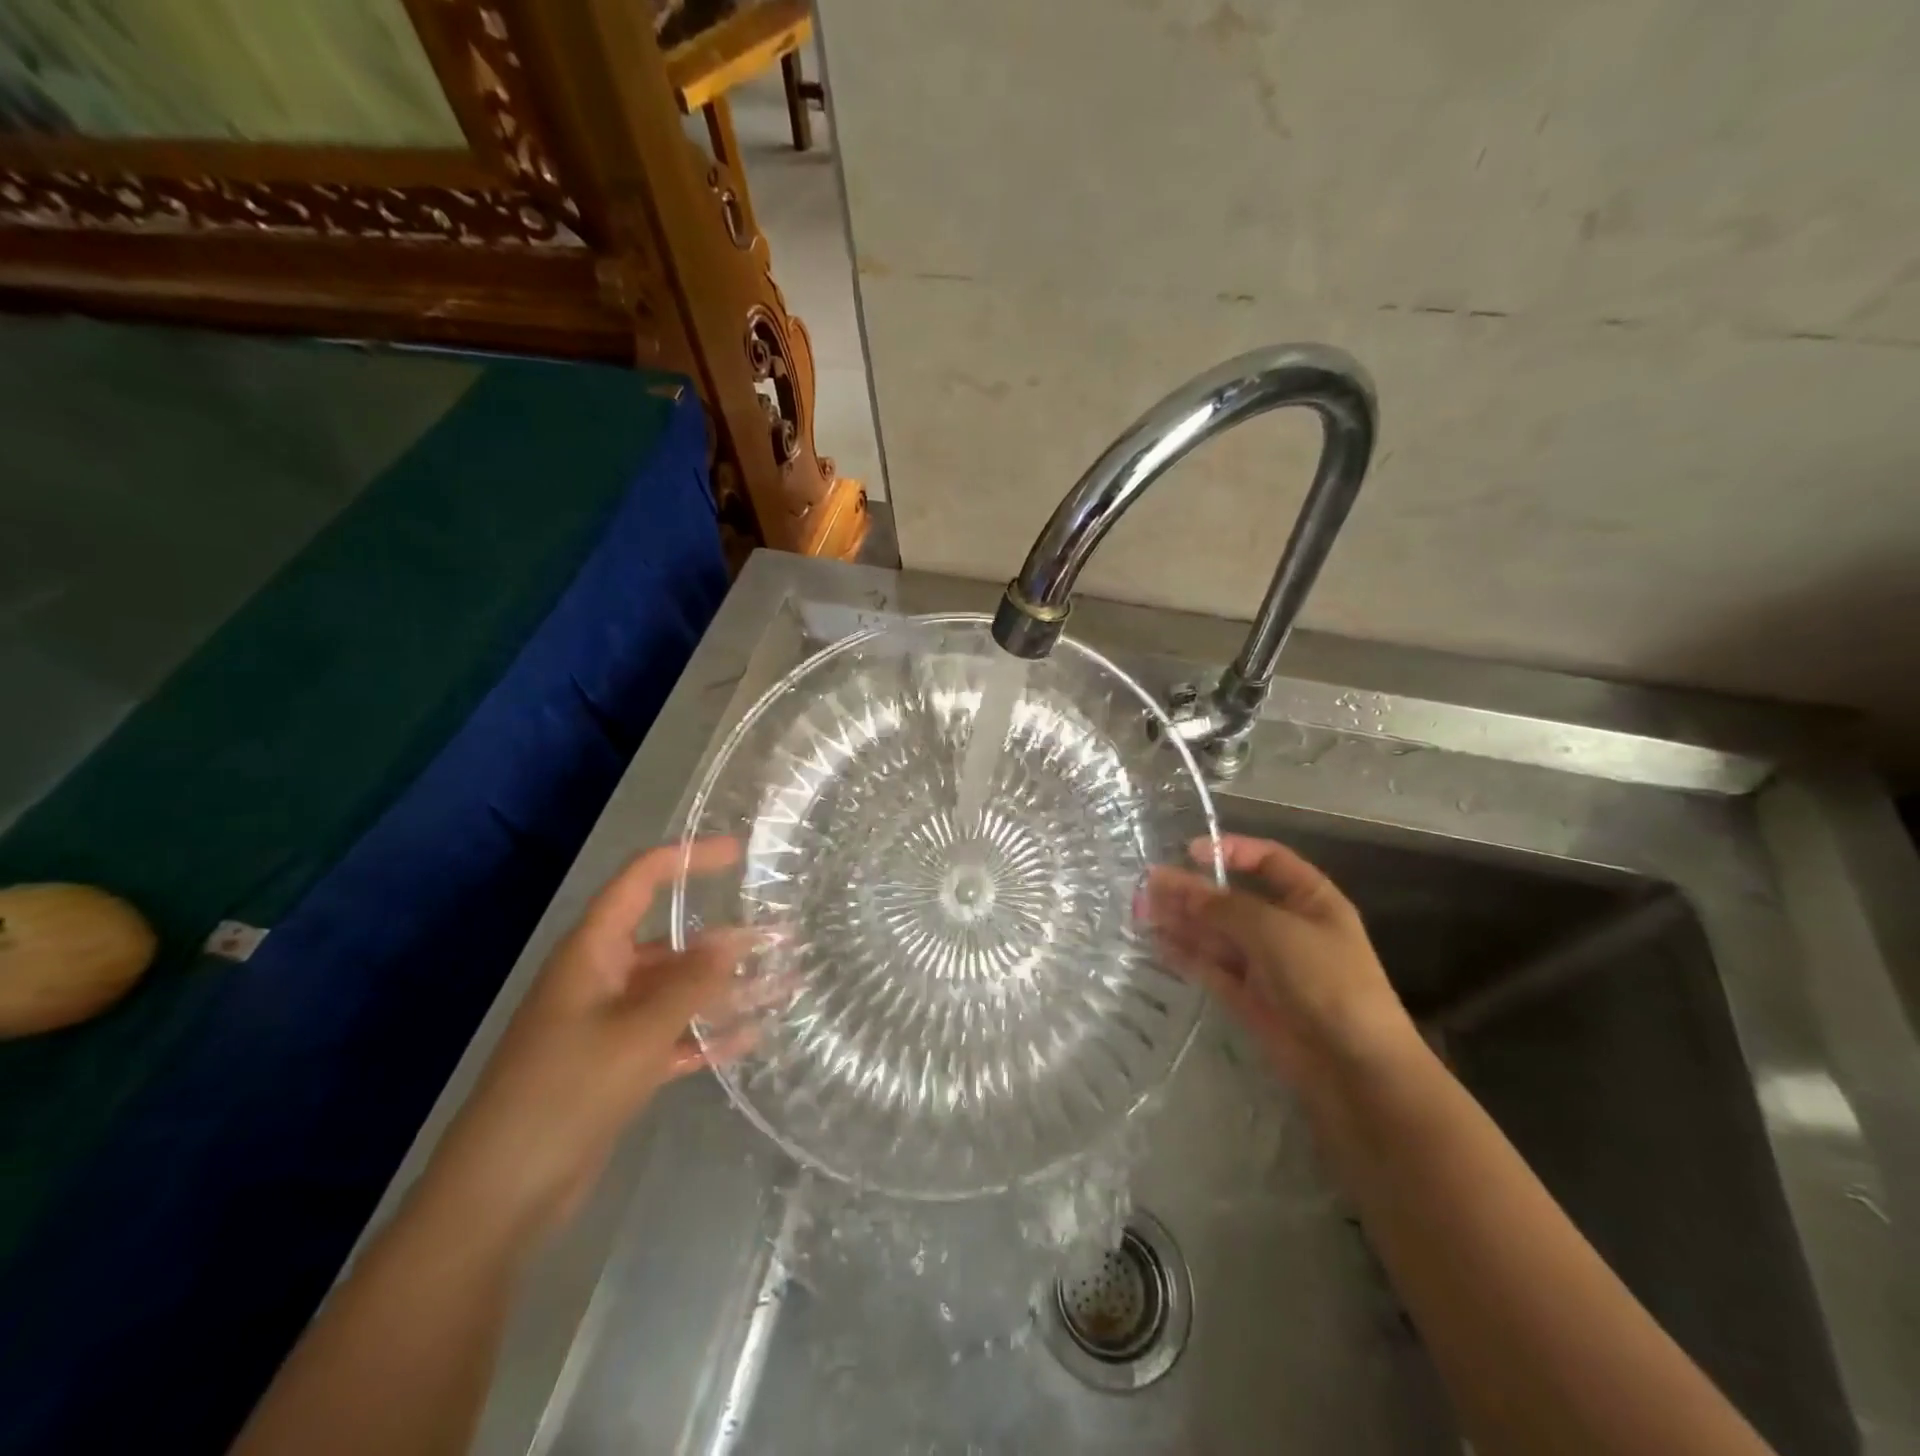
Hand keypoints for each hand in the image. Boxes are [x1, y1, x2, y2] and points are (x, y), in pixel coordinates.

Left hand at [419, 840, 762, 1244]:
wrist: (500, 1197)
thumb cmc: (565, 1093)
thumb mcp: (637, 1032)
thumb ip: (691, 984)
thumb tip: (737, 938)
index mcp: (593, 952)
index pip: (641, 881)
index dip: (687, 858)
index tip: (739, 853)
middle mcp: (602, 978)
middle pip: (671, 942)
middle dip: (725, 939)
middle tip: (783, 935)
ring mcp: (609, 1024)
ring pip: (677, 993)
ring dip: (725, 989)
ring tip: (784, 983)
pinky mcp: (616, 1067)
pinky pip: (672, 1036)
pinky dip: (707, 1035)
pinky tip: (752, 1037)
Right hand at [1145, 833, 1417, 1087]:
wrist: (1355, 1068)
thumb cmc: (1325, 981)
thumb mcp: (1274, 930)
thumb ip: (1222, 907)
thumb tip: (1177, 886)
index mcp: (1309, 900)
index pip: (1268, 861)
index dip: (1231, 851)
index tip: (1190, 852)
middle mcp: (1286, 928)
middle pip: (1233, 899)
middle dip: (1193, 891)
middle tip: (1148, 886)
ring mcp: (1267, 965)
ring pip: (1217, 934)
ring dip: (1182, 921)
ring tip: (1141, 912)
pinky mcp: (1249, 999)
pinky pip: (1212, 968)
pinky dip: (1186, 955)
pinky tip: (1157, 944)